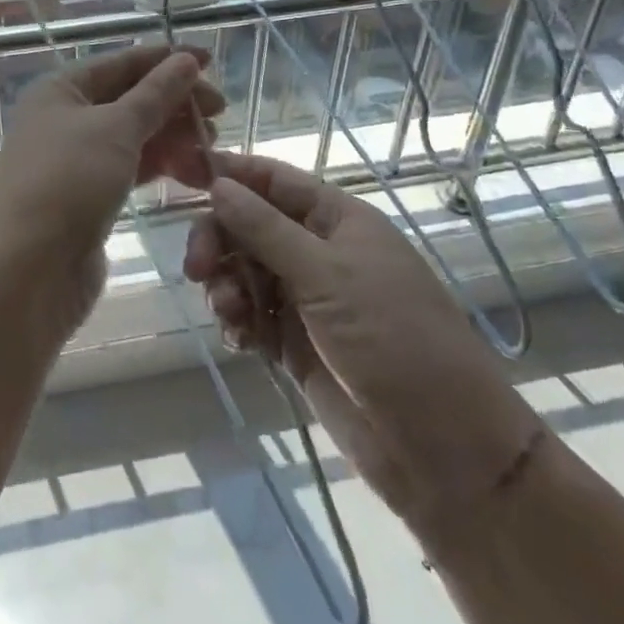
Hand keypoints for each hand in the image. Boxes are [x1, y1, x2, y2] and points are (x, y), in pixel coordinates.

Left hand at [0, 45, 222, 318]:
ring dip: (173, 137)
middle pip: (129, 98)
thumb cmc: (69, 181)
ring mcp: (75, 160)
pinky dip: (161, 166)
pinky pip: (131, 168)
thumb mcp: (116, 128)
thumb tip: (186, 60)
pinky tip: (195, 173)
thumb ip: (156, 94)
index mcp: (61, 89)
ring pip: (133, 136)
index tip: (211, 60)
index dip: (166, 59)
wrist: (29, 269)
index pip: (121, 62)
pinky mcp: (88, 196)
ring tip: (213, 148)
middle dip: (174, 103)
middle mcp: (64, 118)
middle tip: (220, 114)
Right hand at [184, 151, 541, 529]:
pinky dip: (238, 320)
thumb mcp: (326, 276)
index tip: (178, 170)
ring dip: (226, 284)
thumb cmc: (393, 341)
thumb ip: (265, 228)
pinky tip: (239, 339)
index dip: (227, 171)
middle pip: (249, 224)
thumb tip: (218, 183)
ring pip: (245, 269)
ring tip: (230, 314)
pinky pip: (252, 313)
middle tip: (197, 268)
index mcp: (337, 219)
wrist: (445, 452)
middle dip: (219, 239)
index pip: (271, 178)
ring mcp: (308, 297)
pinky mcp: (297, 341)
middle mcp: (319, 250)